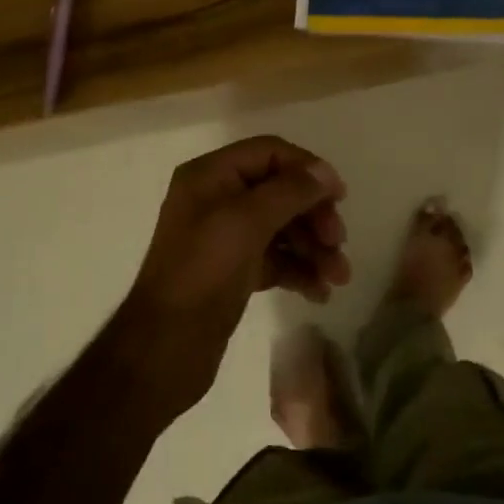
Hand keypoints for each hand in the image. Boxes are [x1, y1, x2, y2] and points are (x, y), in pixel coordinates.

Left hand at [118, 136, 351, 414]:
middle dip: (314, 214)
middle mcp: (217, 199)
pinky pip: (276, 258)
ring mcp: (226, 236)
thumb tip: (325, 172)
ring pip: (282, 227)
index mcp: (211, 176)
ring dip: (314, 247)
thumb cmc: (203, 274)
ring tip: (338, 277)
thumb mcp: (247, 223)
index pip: (269, 152)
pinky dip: (299, 270)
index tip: (339, 196)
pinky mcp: (235, 271)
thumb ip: (290, 191)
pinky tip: (320, 292)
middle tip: (338, 241)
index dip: (307, 169)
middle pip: (280, 190)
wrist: (164, 350)